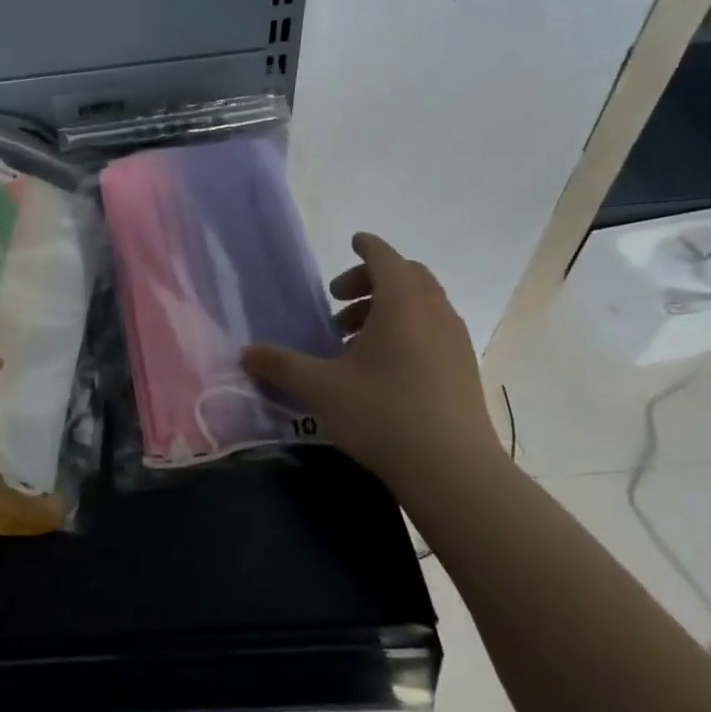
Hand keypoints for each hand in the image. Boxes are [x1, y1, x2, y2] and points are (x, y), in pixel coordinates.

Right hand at [242, 232, 501, 483]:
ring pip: (423, 304)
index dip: (367, 247)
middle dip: (372, 280)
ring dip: (388, 307)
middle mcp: (434, 312)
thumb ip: (281, 365)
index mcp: (401, 304)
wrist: (452, 469)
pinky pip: (434, 328)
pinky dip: (407, 329)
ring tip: (354, 339)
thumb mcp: (321, 388)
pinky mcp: (464, 367)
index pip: (385, 257)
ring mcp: (455, 340)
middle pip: (407, 276)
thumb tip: (246, 352)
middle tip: (339, 303)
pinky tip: (382, 366)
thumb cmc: (383, 414)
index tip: (352, 242)